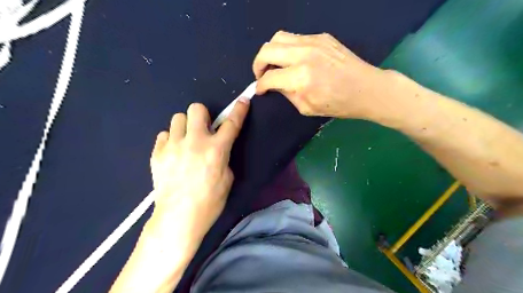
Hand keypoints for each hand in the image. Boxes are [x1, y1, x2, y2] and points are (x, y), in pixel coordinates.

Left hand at [145, 100, 249, 244]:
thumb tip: (216, 149)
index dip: (239, 110)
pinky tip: (174, 153)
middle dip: (203, 115)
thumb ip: (223, 158)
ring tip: (186, 141)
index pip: (231, 123)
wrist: (178, 218)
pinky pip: (164, 135)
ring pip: (177, 118)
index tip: (243, 101)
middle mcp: (195, 142)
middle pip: (196, 108)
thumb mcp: (227, 179)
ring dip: (185, 126)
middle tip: (204, 129)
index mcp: (216, 150)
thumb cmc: (209, 202)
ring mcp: (173, 146)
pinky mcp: (157, 154)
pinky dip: (171, 140)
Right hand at [254, 30, 392, 118]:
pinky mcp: (322, 37)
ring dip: (270, 52)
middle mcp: (304, 55)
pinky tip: (293, 59)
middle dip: (258, 64)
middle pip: (267, 50)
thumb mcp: (307, 107)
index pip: (269, 77)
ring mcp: (313, 42)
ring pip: (278, 37)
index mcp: (301, 78)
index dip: (260, 85)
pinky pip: (295, 37)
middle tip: (261, 74)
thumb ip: (287, 94)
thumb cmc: (338, 104)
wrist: (366, 89)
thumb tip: (274, 84)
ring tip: (274, 64)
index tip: (259, 90)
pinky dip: (287, 48)